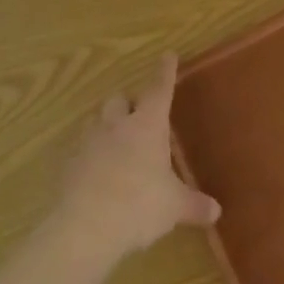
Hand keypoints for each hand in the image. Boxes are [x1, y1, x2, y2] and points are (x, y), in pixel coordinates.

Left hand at [55, 53, 220, 262]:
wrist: (85, 228)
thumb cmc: (139, 205)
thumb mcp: (174, 207)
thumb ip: (195, 205)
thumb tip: (216, 212)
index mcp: (148, 125)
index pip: (159, 89)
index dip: (165, 72)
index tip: (168, 55)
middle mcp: (117, 125)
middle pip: (120, 99)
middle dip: (129, 103)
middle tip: (139, 115)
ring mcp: (88, 142)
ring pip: (96, 120)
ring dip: (107, 124)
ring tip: (116, 141)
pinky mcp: (68, 164)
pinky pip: (80, 149)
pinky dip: (90, 153)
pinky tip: (96, 171)